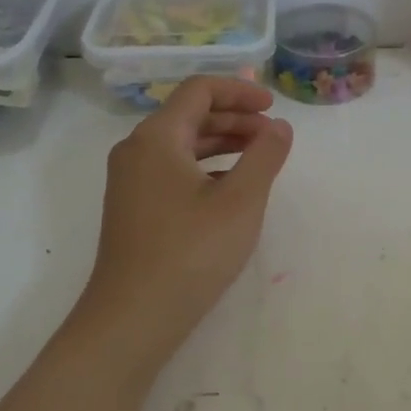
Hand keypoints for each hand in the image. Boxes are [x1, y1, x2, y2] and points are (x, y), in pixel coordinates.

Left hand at [73, 77, 293, 373]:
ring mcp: (130, 181)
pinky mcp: (133, 208)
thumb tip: (279, 127)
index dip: (240, 91)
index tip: (273, 107)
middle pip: (190, 114)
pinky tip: (230, 190)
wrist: (131, 320)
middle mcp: (137, 150)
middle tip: (273, 136)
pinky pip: (173, 169)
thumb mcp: (240, 201)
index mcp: (156, 137)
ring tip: (259, 158)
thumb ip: (265, 155)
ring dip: (223, 143)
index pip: (199, 90)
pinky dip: (206, 167)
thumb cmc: (190, 252)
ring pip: (182, 143)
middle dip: (235, 118)